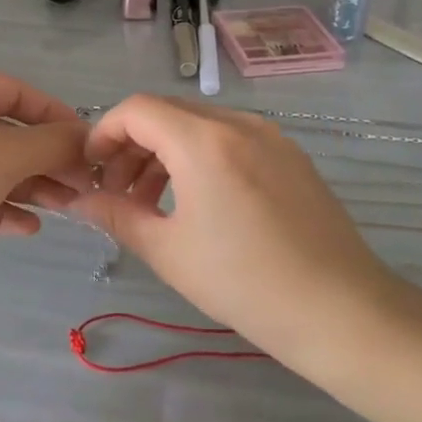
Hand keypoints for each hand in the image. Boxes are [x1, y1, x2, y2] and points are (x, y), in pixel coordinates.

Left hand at [0, 70, 91, 243]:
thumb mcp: (9, 154)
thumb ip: (54, 143)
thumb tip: (87, 139)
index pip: (17, 92)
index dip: (55, 116)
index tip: (86, 144)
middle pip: (8, 132)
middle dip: (47, 160)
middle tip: (82, 185)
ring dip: (31, 186)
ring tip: (66, 209)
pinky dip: (2, 207)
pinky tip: (29, 228)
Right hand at [70, 96, 415, 385]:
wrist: (342, 311)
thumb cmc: (245, 282)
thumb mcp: (168, 251)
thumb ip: (116, 215)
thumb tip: (79, 202)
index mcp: (203, 140)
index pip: (136, 110)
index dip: (103, 133)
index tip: (91, 171)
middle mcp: (238, 124)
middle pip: (167, 113)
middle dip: (132, 146)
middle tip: (117, 192)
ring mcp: (270, 137)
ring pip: (200, 126)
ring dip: (165, 153)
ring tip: (152, 203)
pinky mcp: (291, 156)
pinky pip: (231, 140)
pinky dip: (200, 158)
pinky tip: (199, 203)